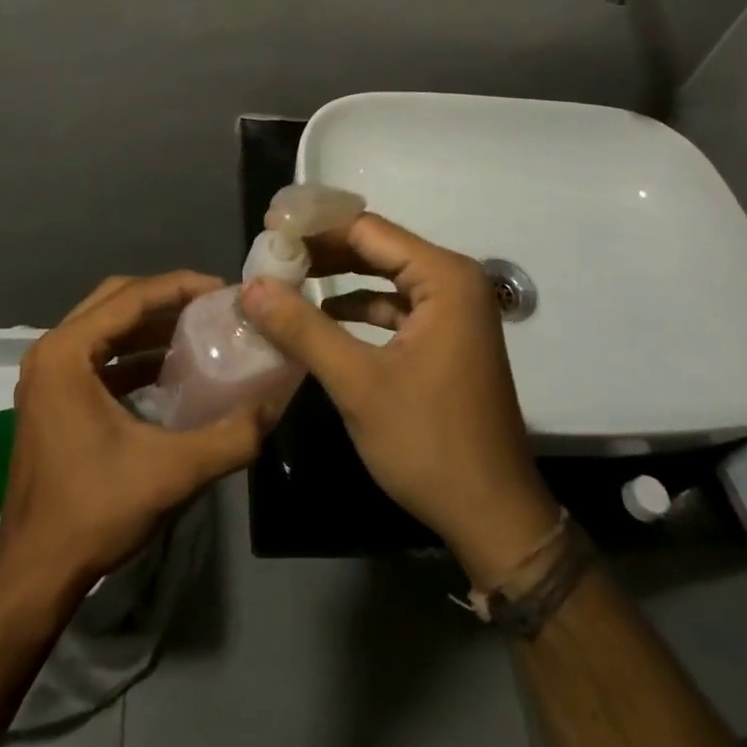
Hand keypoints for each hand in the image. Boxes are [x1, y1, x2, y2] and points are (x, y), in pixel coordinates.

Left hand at [0, 272, 272, 602]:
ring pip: (104, 326)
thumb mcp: (171, 471)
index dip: (180, 286)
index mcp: (66, 352)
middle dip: (165, 297)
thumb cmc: (94, 511)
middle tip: (209, 305)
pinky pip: (97, 355)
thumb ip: (229, 437)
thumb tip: (272, 406)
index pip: (131, 297)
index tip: (221, 289)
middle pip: (114, 300)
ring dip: (149, 324)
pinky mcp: (52, 399)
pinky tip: (168, 369)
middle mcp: (51, 352)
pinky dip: (132, 353)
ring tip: (197, 329)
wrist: (34, 574)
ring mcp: (47, 376)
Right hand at [238, 215, 558, 587]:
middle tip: (271, 254)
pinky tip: (322, 317)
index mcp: (444, 277)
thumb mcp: (358, 384)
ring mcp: (454, 310)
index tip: (268, 229)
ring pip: (384, 275)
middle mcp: (454, 281)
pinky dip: (359, 307)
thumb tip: (251, 286)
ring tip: (286, 280)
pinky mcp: (448, 337)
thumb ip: (303, 328)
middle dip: (323, 251)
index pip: (367, 230)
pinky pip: (396, 305)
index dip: (314, 227)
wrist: (494, 519)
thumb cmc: (429, 444)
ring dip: (337, 278)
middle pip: (376, 247)